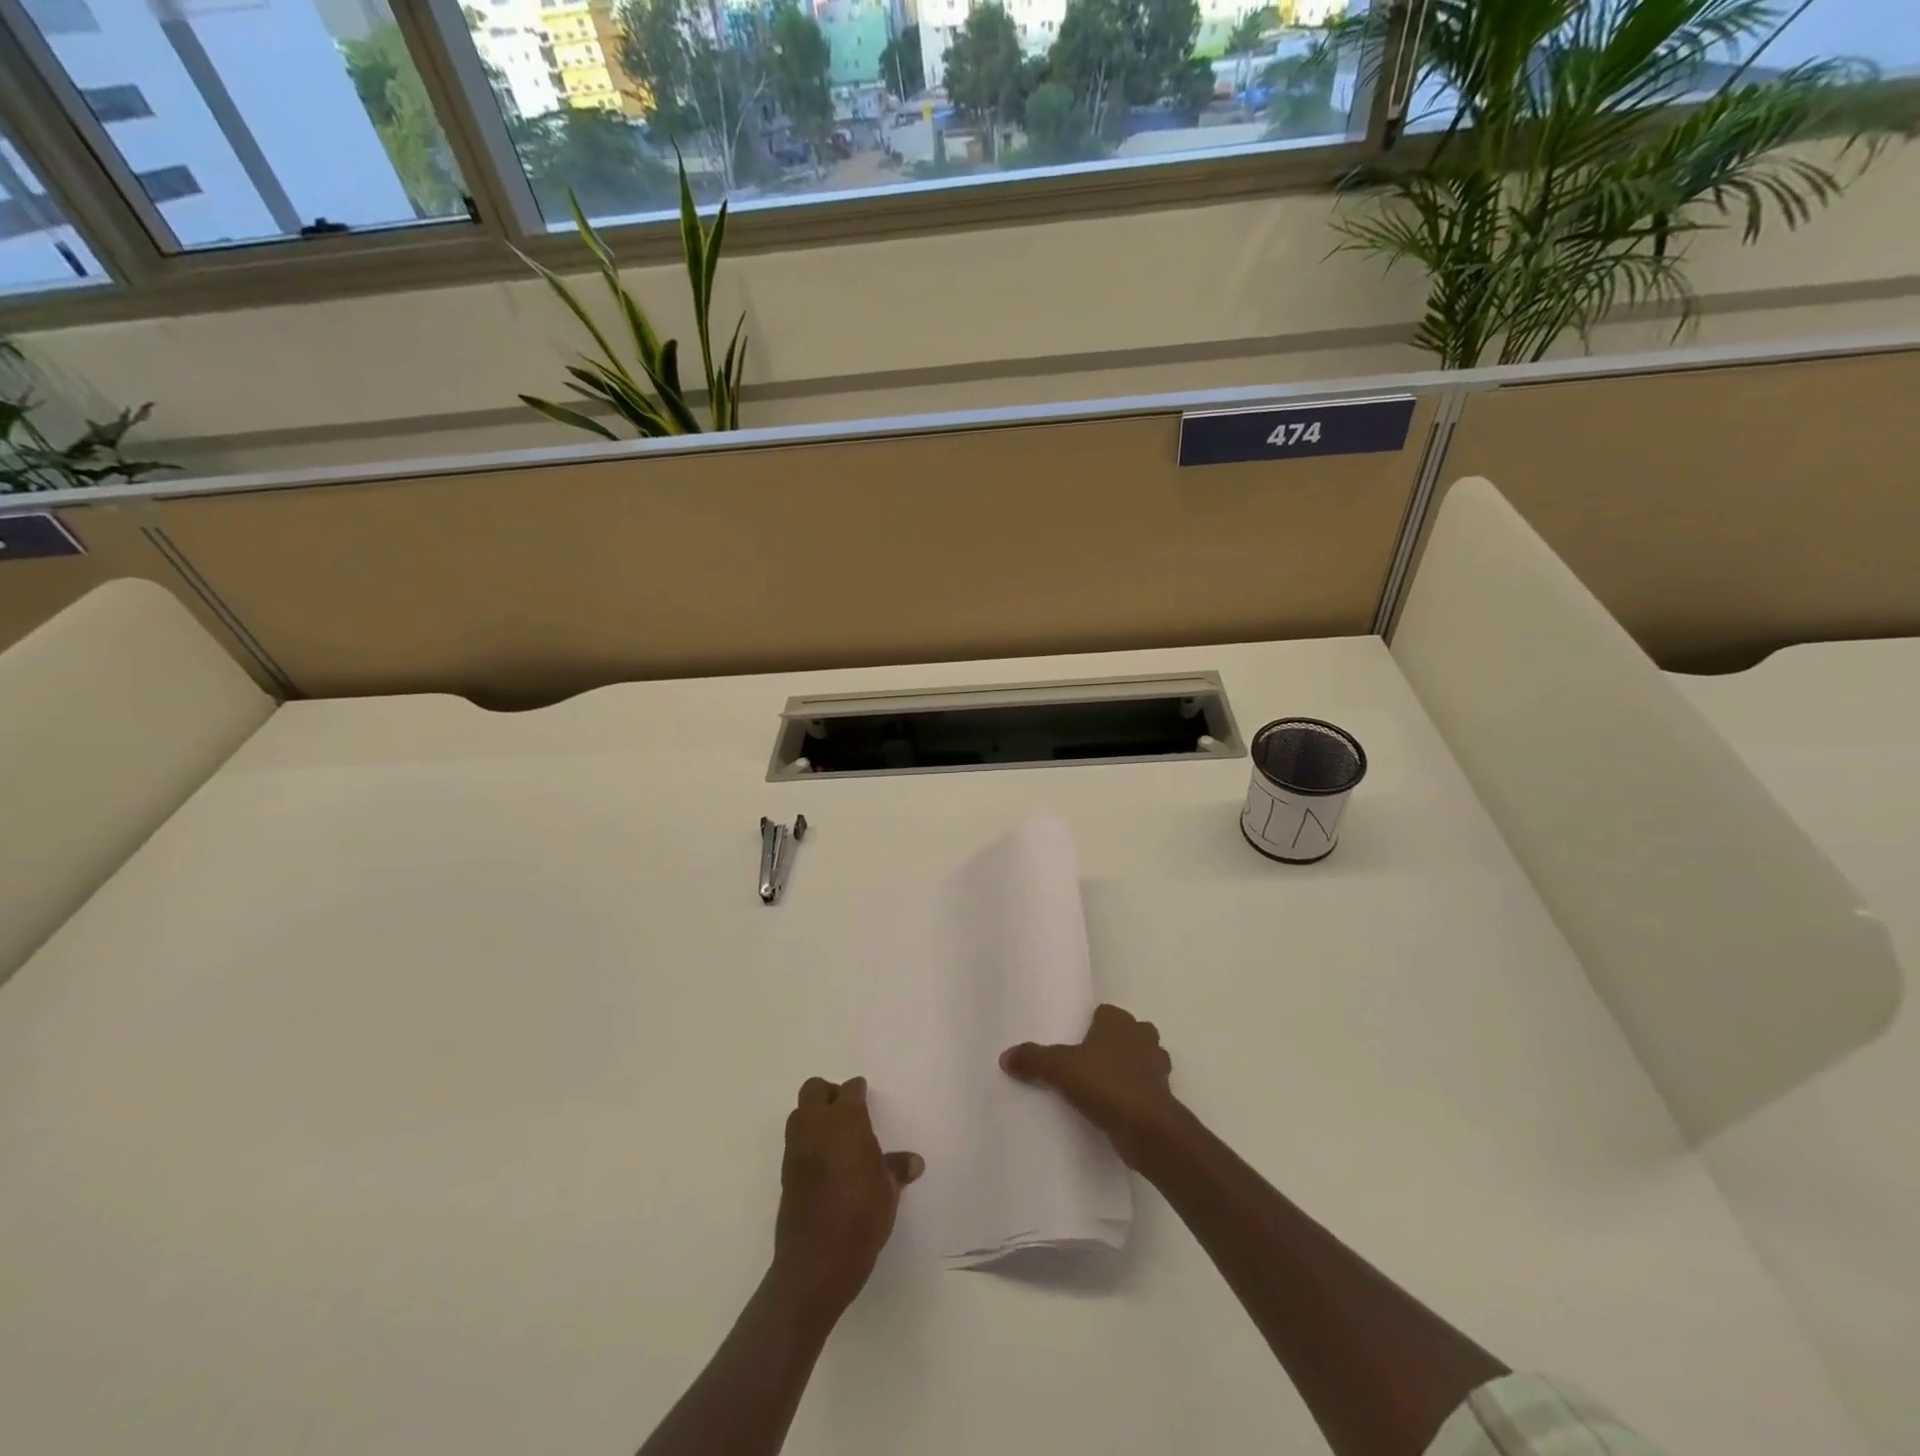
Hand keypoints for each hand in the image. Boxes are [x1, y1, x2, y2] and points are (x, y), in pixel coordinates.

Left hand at [772, 1076, 922, 1320]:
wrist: (817, 1261)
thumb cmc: (861, 1216)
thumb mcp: (888, 1191)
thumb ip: (896, 1169)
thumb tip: (914, 1162)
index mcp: (846, 1120)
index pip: (850, 1089)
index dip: (859, 1092)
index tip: (866, 1099)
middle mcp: (817, 1125)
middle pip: (814, 1089)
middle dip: (829, 1094)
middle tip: (847, 1113)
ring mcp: (796, 1148)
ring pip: (799, 1113)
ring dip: (813, 1116)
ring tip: (834, 1138)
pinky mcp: (785, 1173)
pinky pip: (795, 1142)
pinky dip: (807, 1143)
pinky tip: (824, 1164)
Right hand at [1001, 1003, 1186, 1169]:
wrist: (1148, 1129)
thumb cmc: (1105, 1084)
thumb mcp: (1060, 1069)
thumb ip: (1033, 1059)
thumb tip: (1005, 1056)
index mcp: (1118, 1021)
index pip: (1103, 1012)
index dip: (1089, 1025)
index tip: (1073, 1041)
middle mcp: (1142, 1035)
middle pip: (1124, 1033)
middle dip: (1110, 1045)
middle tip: (1084, 1063)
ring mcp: (1157, 1065)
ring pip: (1139, 1059)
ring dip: (1125, 1069)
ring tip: (1098, 1086)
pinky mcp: (1163, 1095)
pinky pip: (1144, 1086)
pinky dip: (1133, 1093)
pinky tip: (1113, 1108)